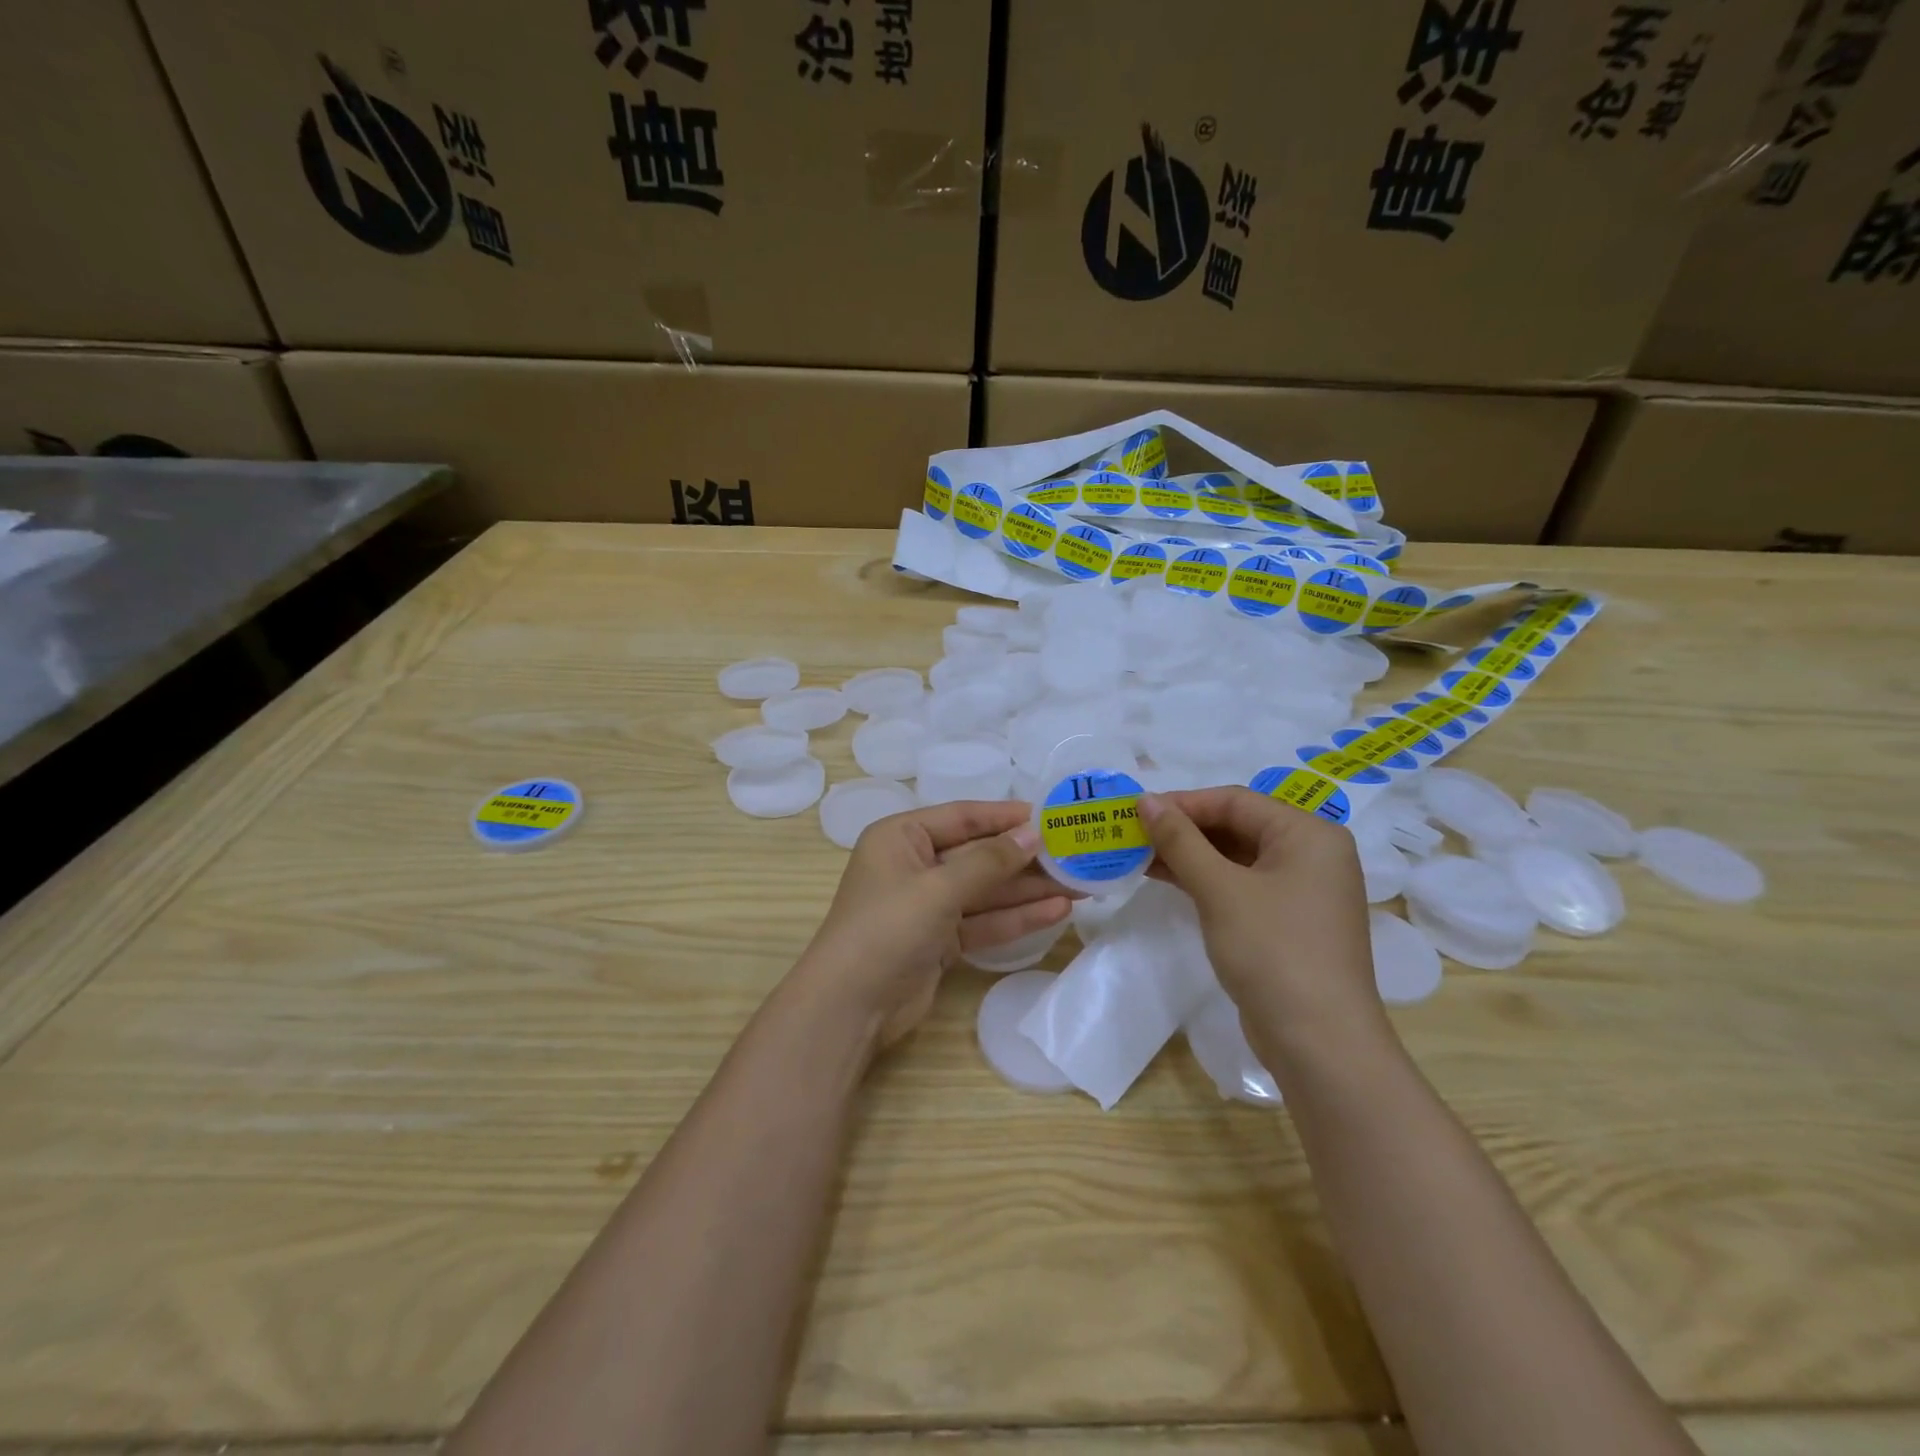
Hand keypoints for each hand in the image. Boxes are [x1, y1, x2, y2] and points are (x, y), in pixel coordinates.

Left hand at [790, 801, 1070, 1047]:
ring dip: (1027, 889)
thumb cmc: (887, 928)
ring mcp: (927, 905)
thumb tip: (1034, 834)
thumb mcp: (939, 887)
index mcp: (901, 837)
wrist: (849, 1007)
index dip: (1006, 817)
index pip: (963, 817)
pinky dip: (1015, 918)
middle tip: (1075, 855)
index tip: (1051, 816)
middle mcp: (914, 865)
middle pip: (978, 855)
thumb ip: (989, 861)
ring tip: (1078, 884)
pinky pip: (983, 921)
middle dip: (1024, 858)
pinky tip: (1056, 912)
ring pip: (985, 890)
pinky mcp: (940, 940)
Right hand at [1140, 788, 1384, 1050]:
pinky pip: (1240, 885)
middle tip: (1133, 833)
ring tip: (1139, 854)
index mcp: (1308, 834)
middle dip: (1183, 829)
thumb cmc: (1272, 950)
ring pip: (1236, 857)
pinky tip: (1166, 878)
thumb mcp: (1220, 889)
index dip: (1183, 803)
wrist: (1318, 1043)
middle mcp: (1311, 854)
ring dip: (1189, 855)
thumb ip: (1180, 840)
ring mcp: (1301, 890)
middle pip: (1237, 826)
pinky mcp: (1287, 920)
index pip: (1235, 801)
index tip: (1135, 810)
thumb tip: (1145, 800)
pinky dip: (1205, 879)